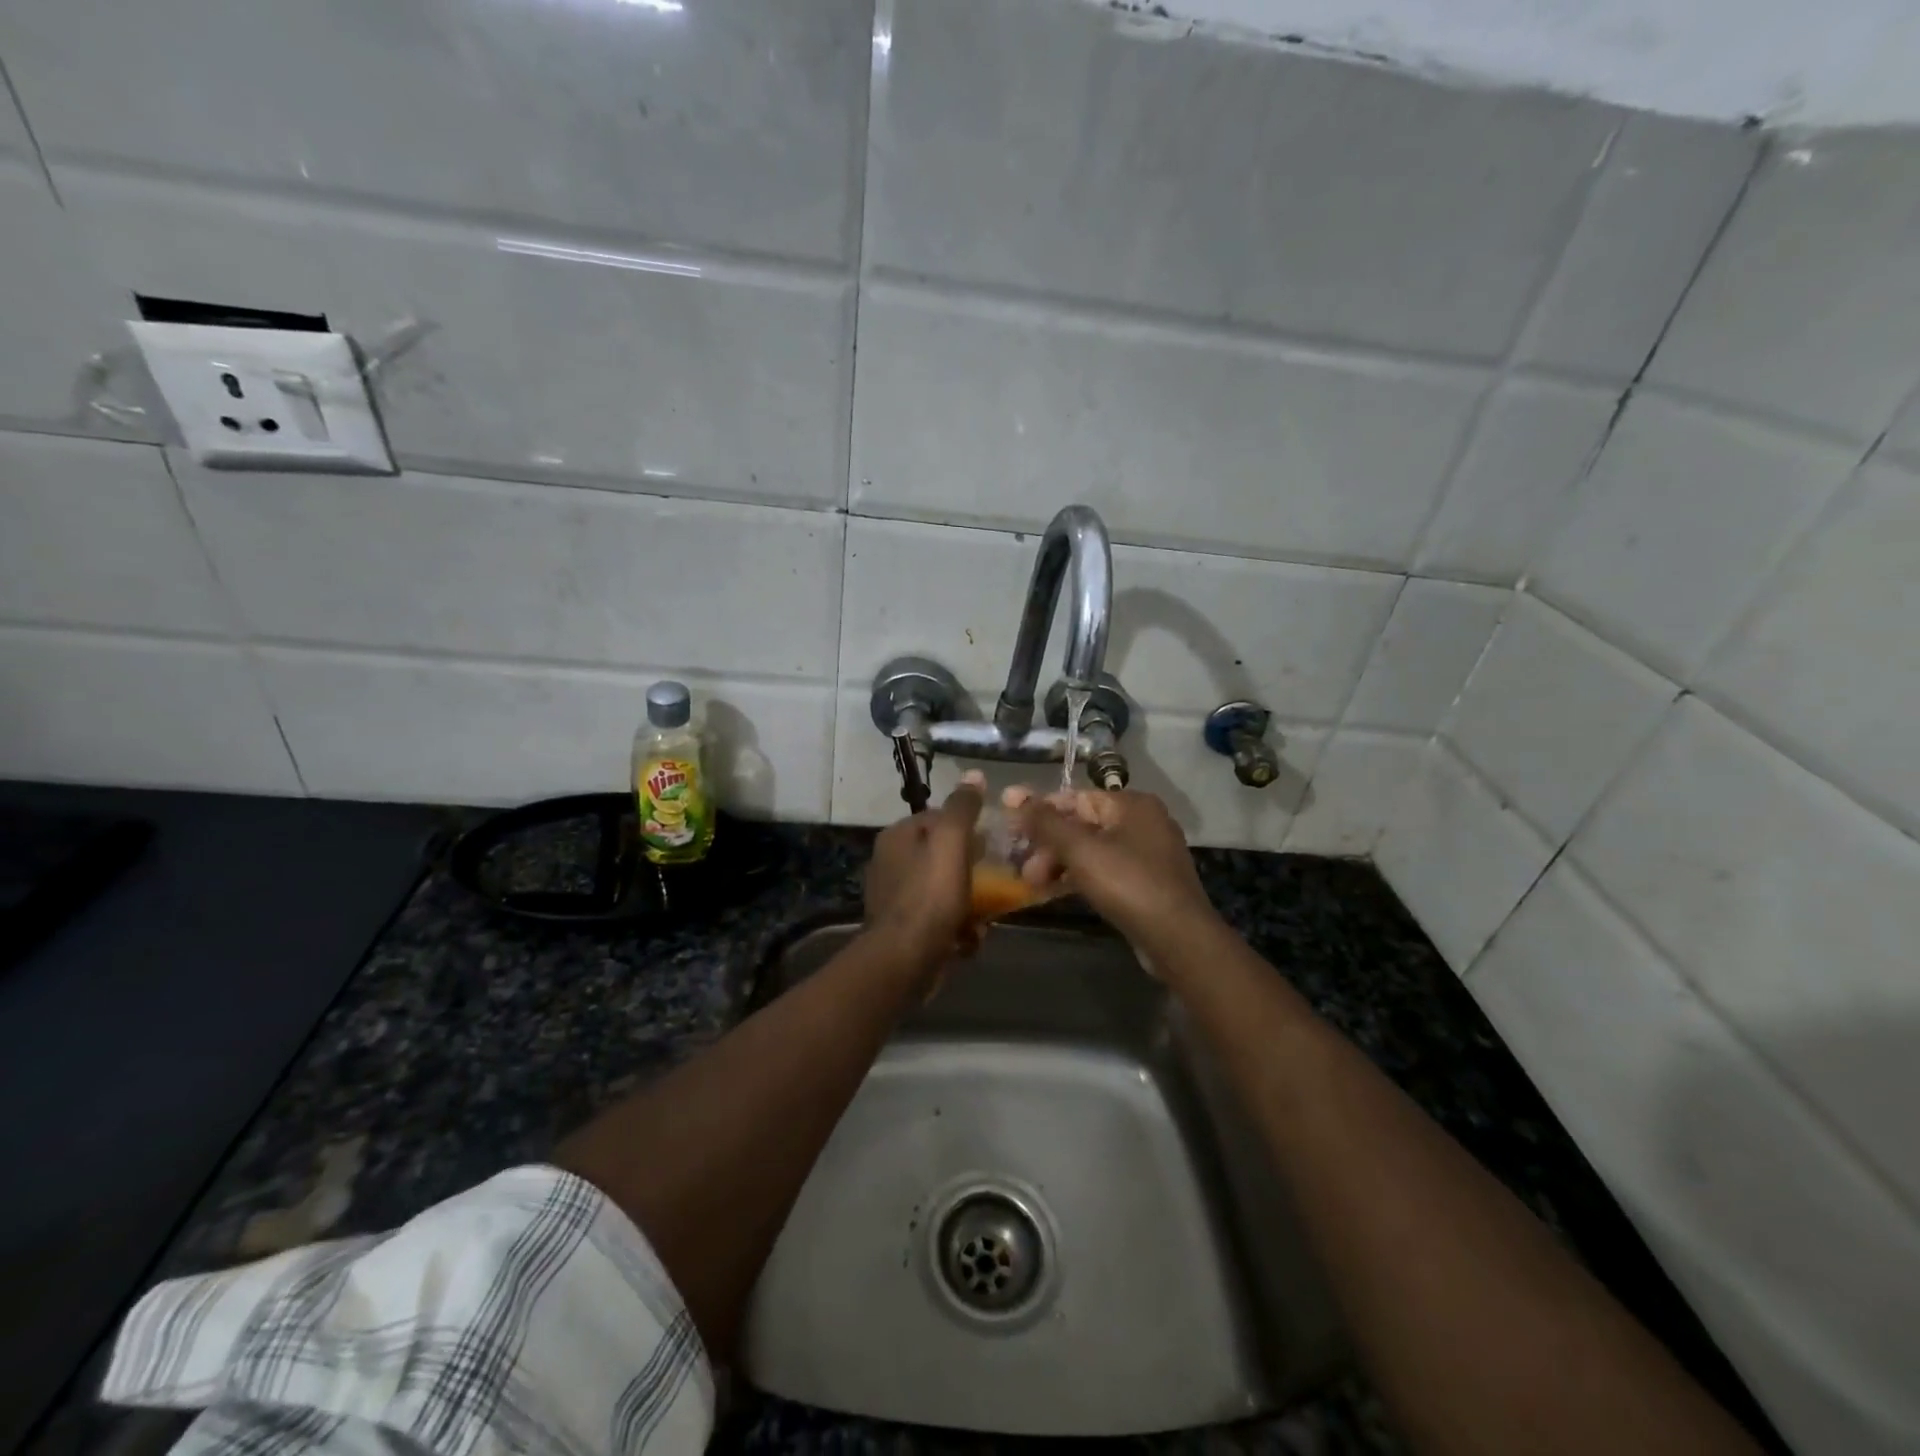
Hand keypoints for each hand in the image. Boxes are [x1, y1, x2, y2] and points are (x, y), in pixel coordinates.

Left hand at [863, 782, 982, 974]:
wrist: (904, 960)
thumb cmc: (929, 896)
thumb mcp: (952, 842)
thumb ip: (962, 808)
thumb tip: (974, 775)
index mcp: (897, 837)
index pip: (938, 818)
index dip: (968, 828)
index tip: (991, 843)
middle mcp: (891, 863)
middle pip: (943, 856)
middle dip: (971, 870)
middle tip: (994, 880)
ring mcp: (895, 898)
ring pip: (944, 890)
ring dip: (969, 903)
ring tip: (985, 915)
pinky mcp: (903, 929)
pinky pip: (938, 919)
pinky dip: (957, 928)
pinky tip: (969, 939)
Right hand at [1009, 788, 1219, 954]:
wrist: (1178, 938)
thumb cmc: (1127, 883)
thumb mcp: (1080, 849)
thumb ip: (1045, 822)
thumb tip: (1013, 793)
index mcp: (1131, 804)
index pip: (1074, 798)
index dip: (1039, 810)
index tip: (1010, 827)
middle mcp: (1143, 821)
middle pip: (1082, 825)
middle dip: (1048, 845)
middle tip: (1022, 868)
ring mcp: (1148, 853)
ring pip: (1092, 850)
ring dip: (1059, 864)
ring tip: (1032, 883)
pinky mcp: (1148, 882)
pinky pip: (1105, 870)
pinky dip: (1079, 877)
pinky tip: (1055, 892)